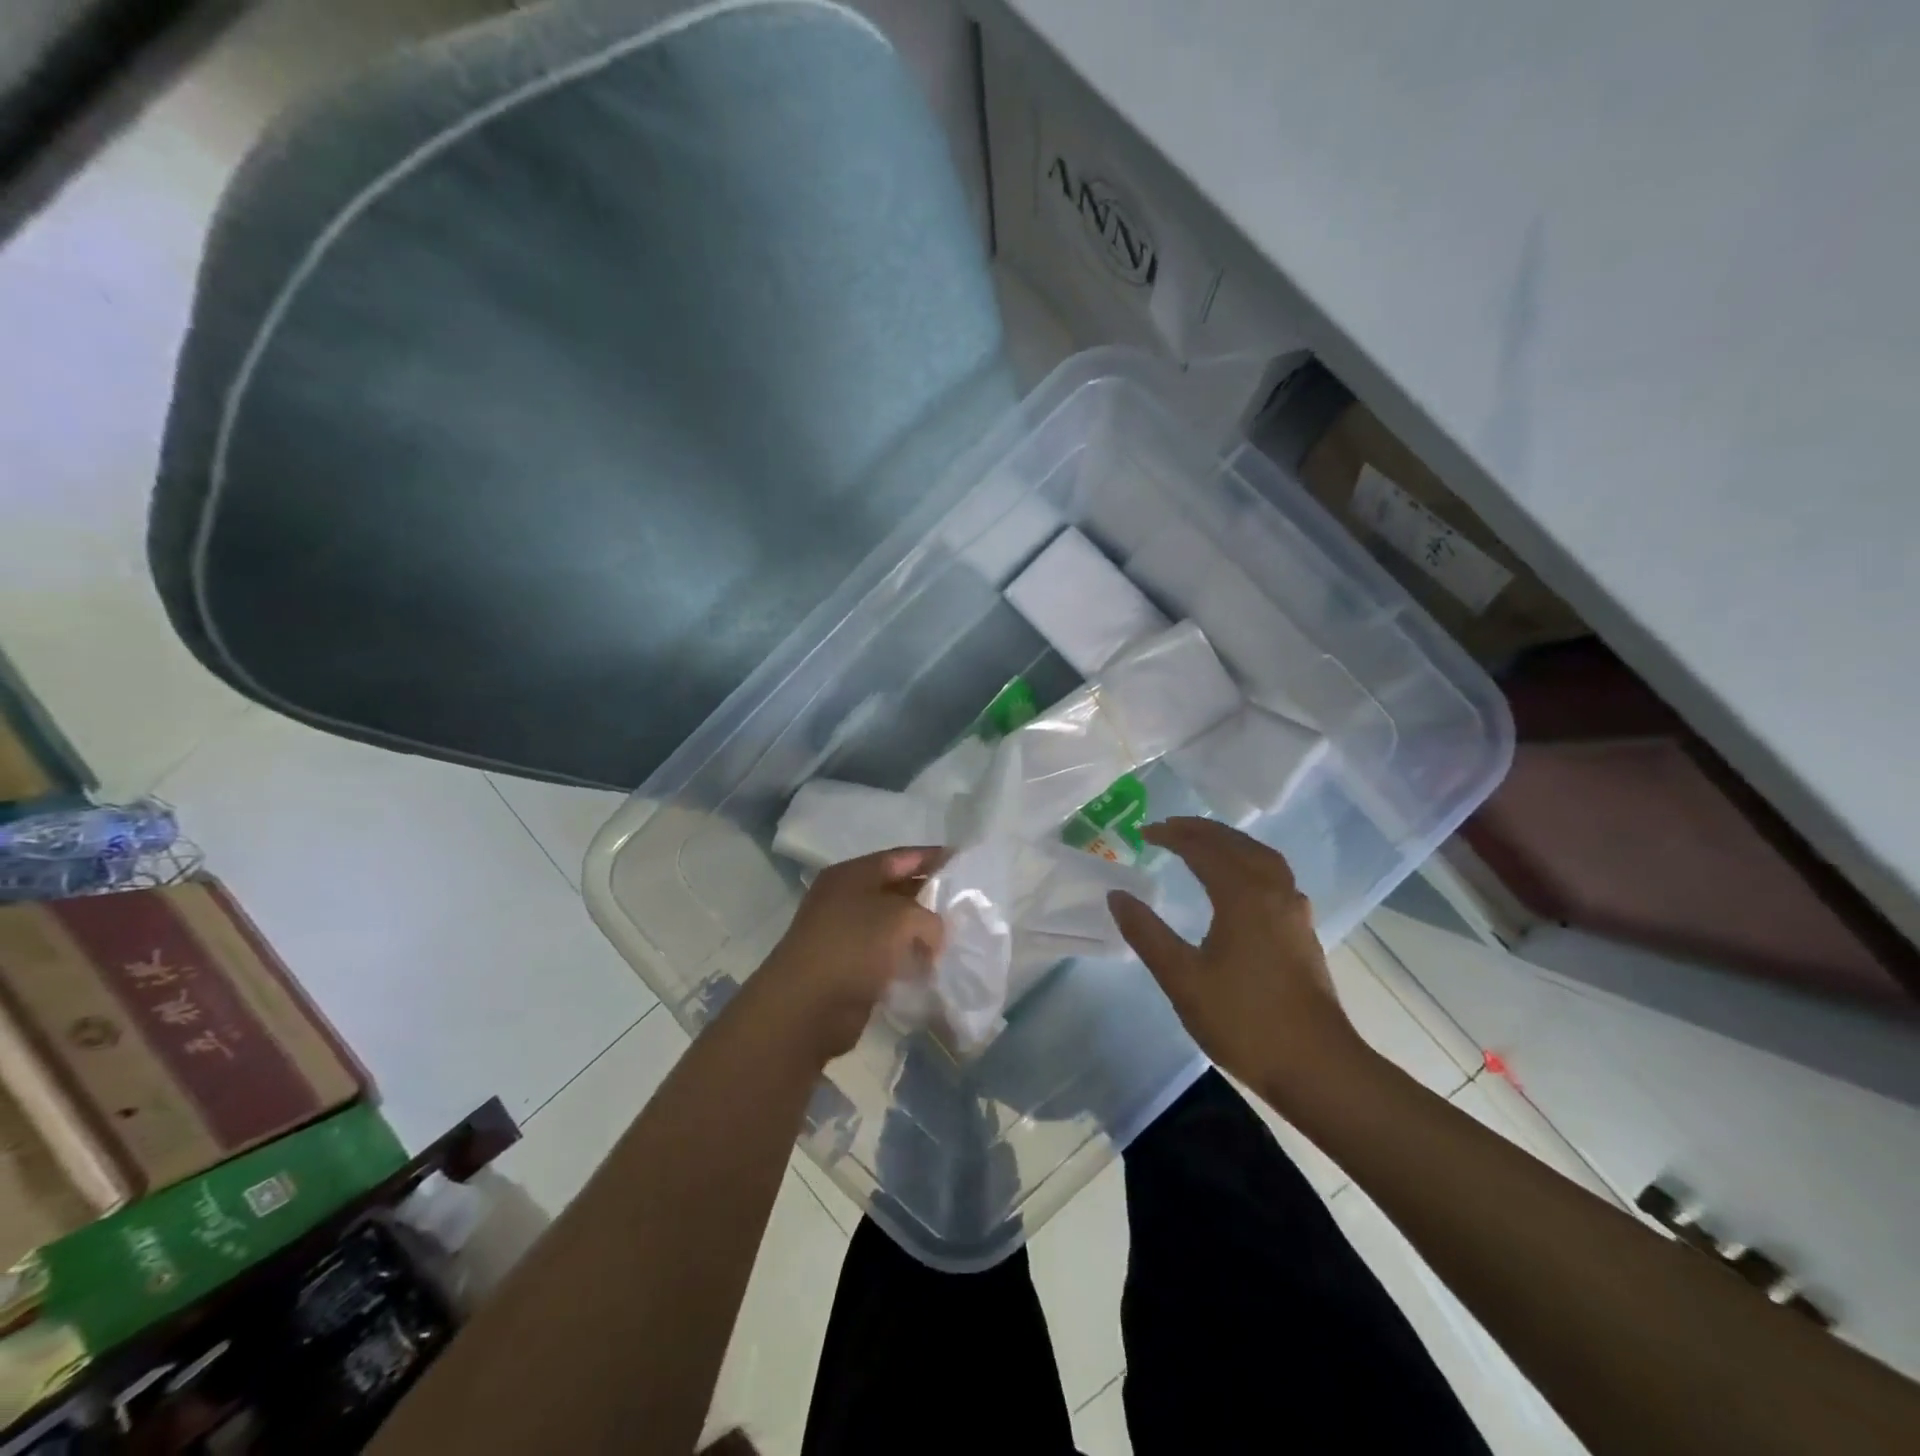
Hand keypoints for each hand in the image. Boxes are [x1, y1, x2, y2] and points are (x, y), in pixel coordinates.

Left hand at [753, 846, 946, 1064]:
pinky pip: (887, 956)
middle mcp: (846, 899)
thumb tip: (934, 935)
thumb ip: (929, 917)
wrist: (806, 1007)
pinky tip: (932, 967)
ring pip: (893, 926)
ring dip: (921, 933)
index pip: (900, 857)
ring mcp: (845, 934)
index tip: (965, 862)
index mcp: (852, 875)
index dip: (933, 857)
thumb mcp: (901, 918)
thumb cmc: (852, 946)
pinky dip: (908, 959)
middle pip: (897, 890)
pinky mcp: (849, 968)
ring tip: (956, 939)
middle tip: (967, 905)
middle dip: (930, 897)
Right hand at [1108, 817, 1366, 1101]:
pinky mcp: (1303, 931)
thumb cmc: (1244, 1021)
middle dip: (1201, 831)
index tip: (1144, 833)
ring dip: (1229, 842)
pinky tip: (1239, 882)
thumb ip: (1147, 933)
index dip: (1172, 836)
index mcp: (1243, 895)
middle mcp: (1273, 891)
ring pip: (1261, 857)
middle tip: (1169, 828)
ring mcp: (1294, 911)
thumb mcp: (1182, 979)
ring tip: (1202, 844)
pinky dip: (1248, 862)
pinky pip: (1274, 875)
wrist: (1317, 1067)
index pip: (1203, 849)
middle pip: (1236, 844)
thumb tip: (1117, 896)